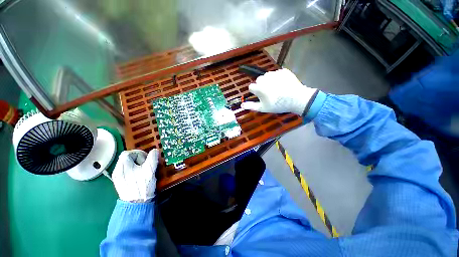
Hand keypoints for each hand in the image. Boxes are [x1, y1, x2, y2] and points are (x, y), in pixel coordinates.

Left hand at [112, 149, 158, 202]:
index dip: (138, 153)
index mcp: (123, 166)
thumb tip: (155, 150)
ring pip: (126, 165)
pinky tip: (138, 176)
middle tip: (145, 165)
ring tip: (143, 171)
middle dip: (137, 159)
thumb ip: (152, 158)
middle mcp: (117, 170)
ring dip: (135, 165)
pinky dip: (132, 170)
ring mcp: (117, 177)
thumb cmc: (143, 185)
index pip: (128, 153)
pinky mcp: (119, 182)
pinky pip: (125, 171)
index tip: (146, 159)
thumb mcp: (150, 169)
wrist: (136, 204)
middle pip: (126, 158)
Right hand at [241, 69, 317, 115]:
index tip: (261, 97)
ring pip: (267, 76)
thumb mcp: (263, 108)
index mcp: (258, 87)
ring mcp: (274, 73)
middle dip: (261, 85)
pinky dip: (278, 78)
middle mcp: (264, 78)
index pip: (251, 87)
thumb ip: (251, 106)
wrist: (296, 99)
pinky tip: (283, 85)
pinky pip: (277, 74)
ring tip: (277, 89)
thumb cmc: (277, 105)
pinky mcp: (283, 71)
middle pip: (259, 80)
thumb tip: (241, 105)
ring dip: (269, 81)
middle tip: (269, 93)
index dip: (255, 92)